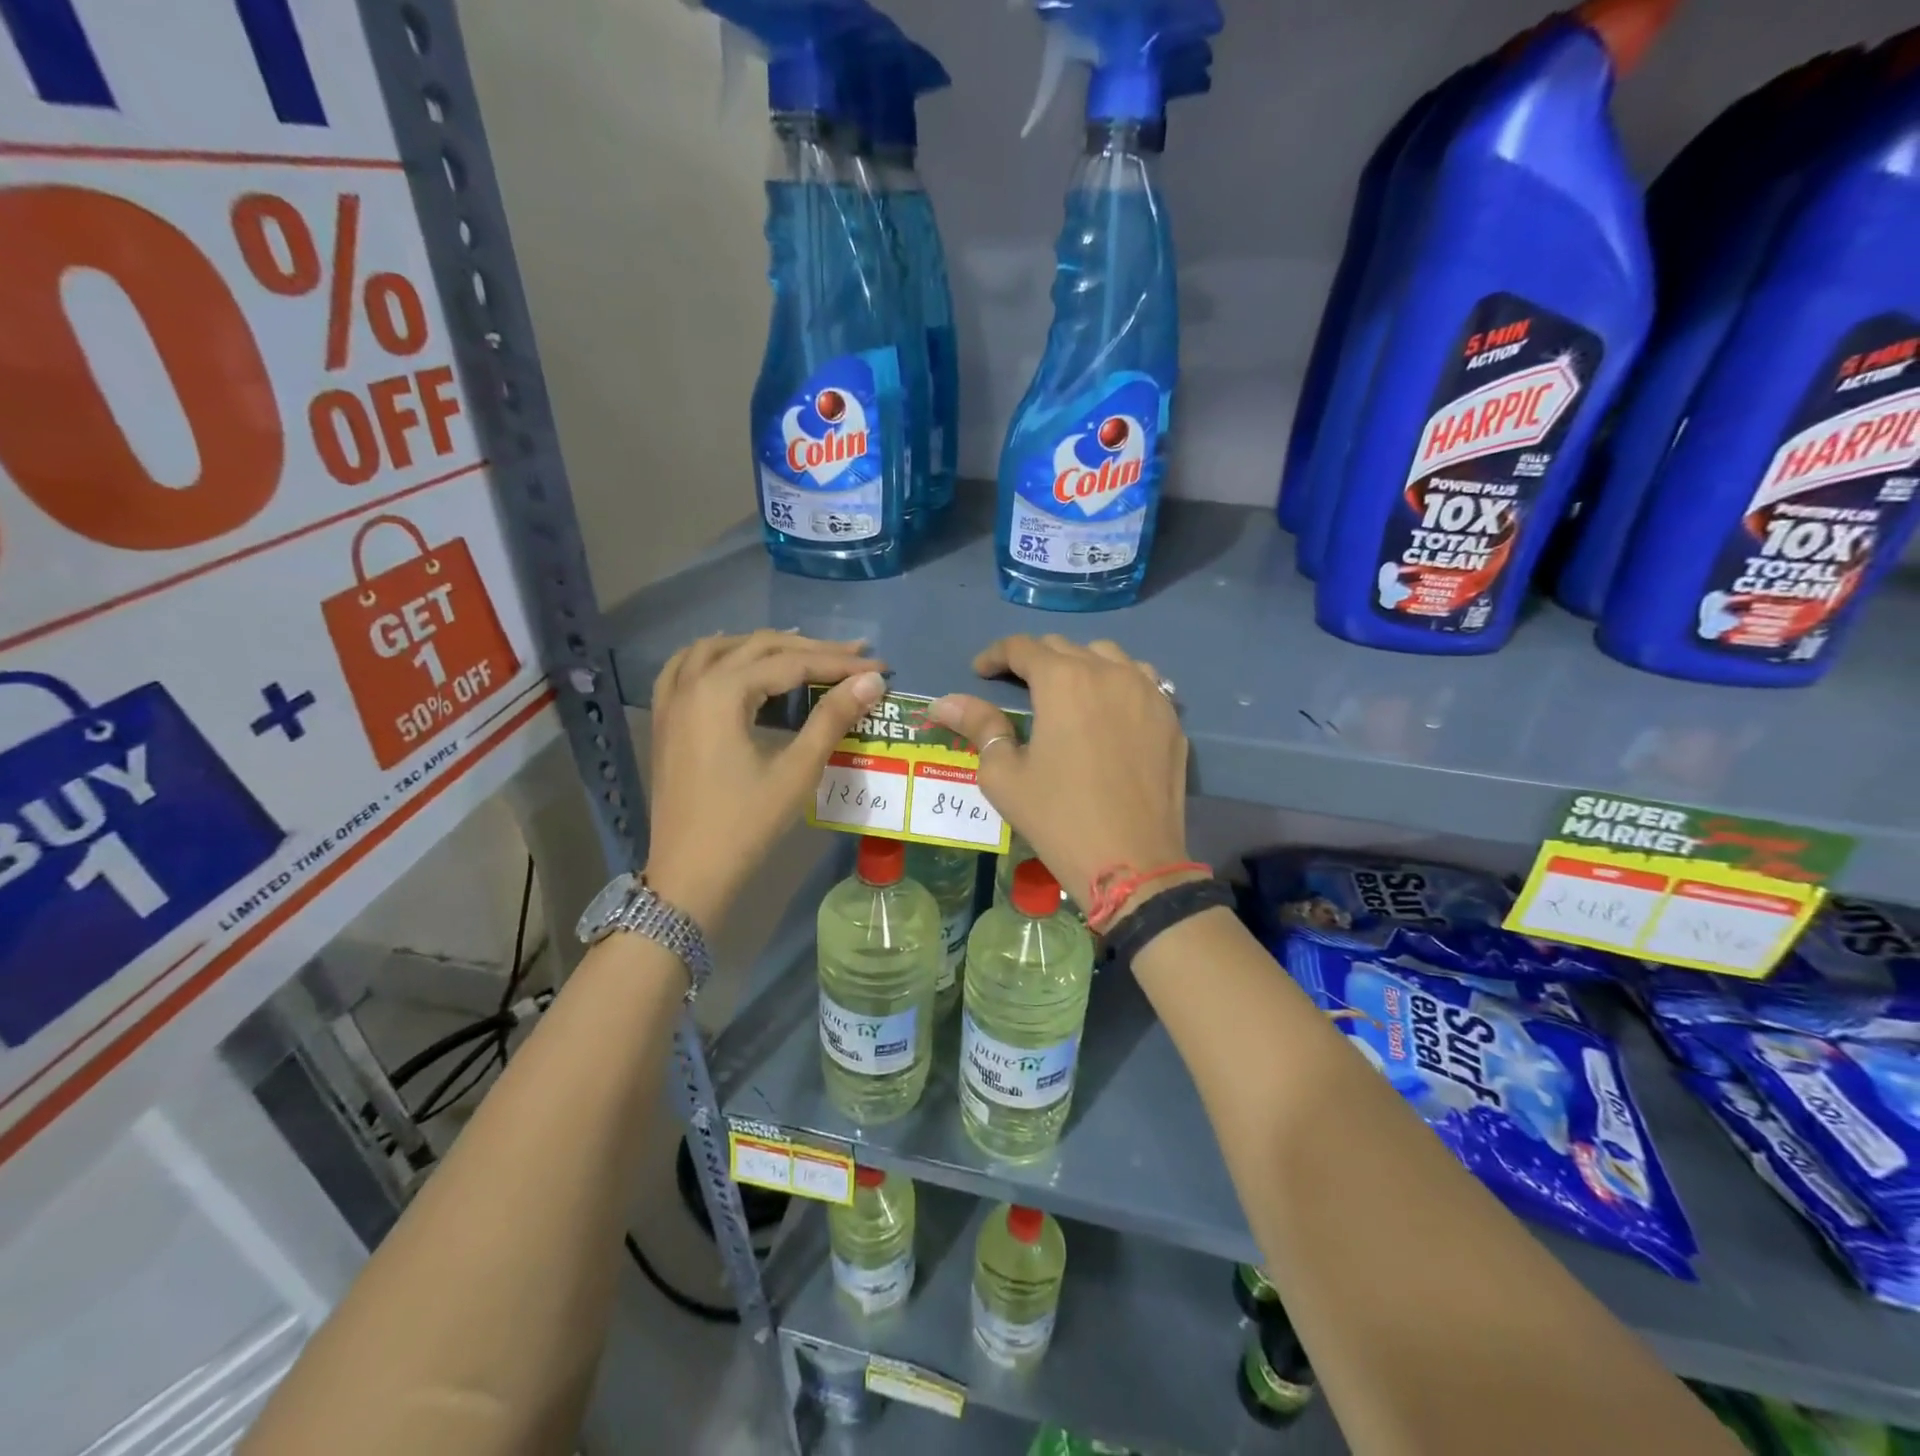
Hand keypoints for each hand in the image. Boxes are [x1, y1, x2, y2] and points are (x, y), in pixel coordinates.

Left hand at [645, 630, 884, 932]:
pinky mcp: (665, 720)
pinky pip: (684, 668)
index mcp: (722, 693)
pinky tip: (732, 660)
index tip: (879, 666)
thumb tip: (871, 681)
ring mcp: (672, 701)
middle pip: (757, 647)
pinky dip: (715, 656)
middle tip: (854, 656)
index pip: (791, 663)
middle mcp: (693, 684)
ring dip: (762, 645)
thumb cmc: (746, 824)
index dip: (840, 663)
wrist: (690, 874)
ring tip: (801, 650)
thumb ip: (832, 718)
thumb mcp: (796, 770)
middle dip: (809, 648)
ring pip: (719, 650)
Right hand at [929, 635, 1188, 909]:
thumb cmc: (1059, 818)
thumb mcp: (1005, 775)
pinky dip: (1118, 682)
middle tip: (1016, 686)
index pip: (1022, 647)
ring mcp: (1148, 692)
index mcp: (1064, 681)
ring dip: (1079, 664)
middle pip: (1065, 646)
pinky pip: (1142, 680)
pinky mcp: (1171, 717)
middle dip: (1034, 659)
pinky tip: (1109, 707)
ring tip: (1066, 692)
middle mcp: (1109, 672)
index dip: (995, 655)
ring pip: (1108, 656)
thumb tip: (944, 701)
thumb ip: (978, 727)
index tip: (979, 672)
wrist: (1133, 862)